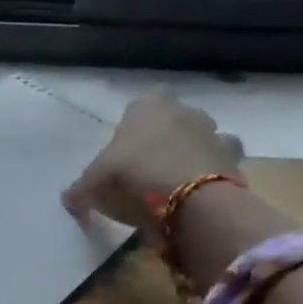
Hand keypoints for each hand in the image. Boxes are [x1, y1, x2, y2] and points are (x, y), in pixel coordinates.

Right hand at [64, 91, 243, 237]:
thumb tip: (68, 200)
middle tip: (149, 166)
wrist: (192, 199)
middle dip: (165, 135)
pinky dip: (212, 172)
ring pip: (201, 135)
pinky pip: (221, 161)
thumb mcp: (96, 183)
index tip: (126, 150)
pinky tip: (200, 191)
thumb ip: (81, 188)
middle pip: (172, 117)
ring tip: (178, 179)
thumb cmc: (135, 176)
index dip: (133, 124)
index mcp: (146, 105)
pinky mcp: (234, 157)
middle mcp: (182, 109)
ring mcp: (213, 131)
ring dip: (192, 150)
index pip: (139, 103)